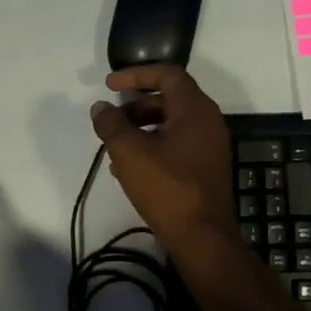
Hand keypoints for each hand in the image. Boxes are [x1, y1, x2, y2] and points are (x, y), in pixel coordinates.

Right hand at [89, 65, 235, 251]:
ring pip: (172, 124)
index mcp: (195, 109)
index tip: (110, 85)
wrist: (202, 236)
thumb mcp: (129, 152)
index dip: (136, 74)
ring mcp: (210, 146)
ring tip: (115, 147)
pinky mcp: (206, 168)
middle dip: (136, 105)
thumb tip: (101, 107)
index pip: (168, 74)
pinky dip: (154, 146)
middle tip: (112, 119)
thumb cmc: (167, 187)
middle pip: (170, 98)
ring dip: (142, 128)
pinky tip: (129, 169)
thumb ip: (111, 124)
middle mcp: (208, 121)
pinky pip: (178, 145)